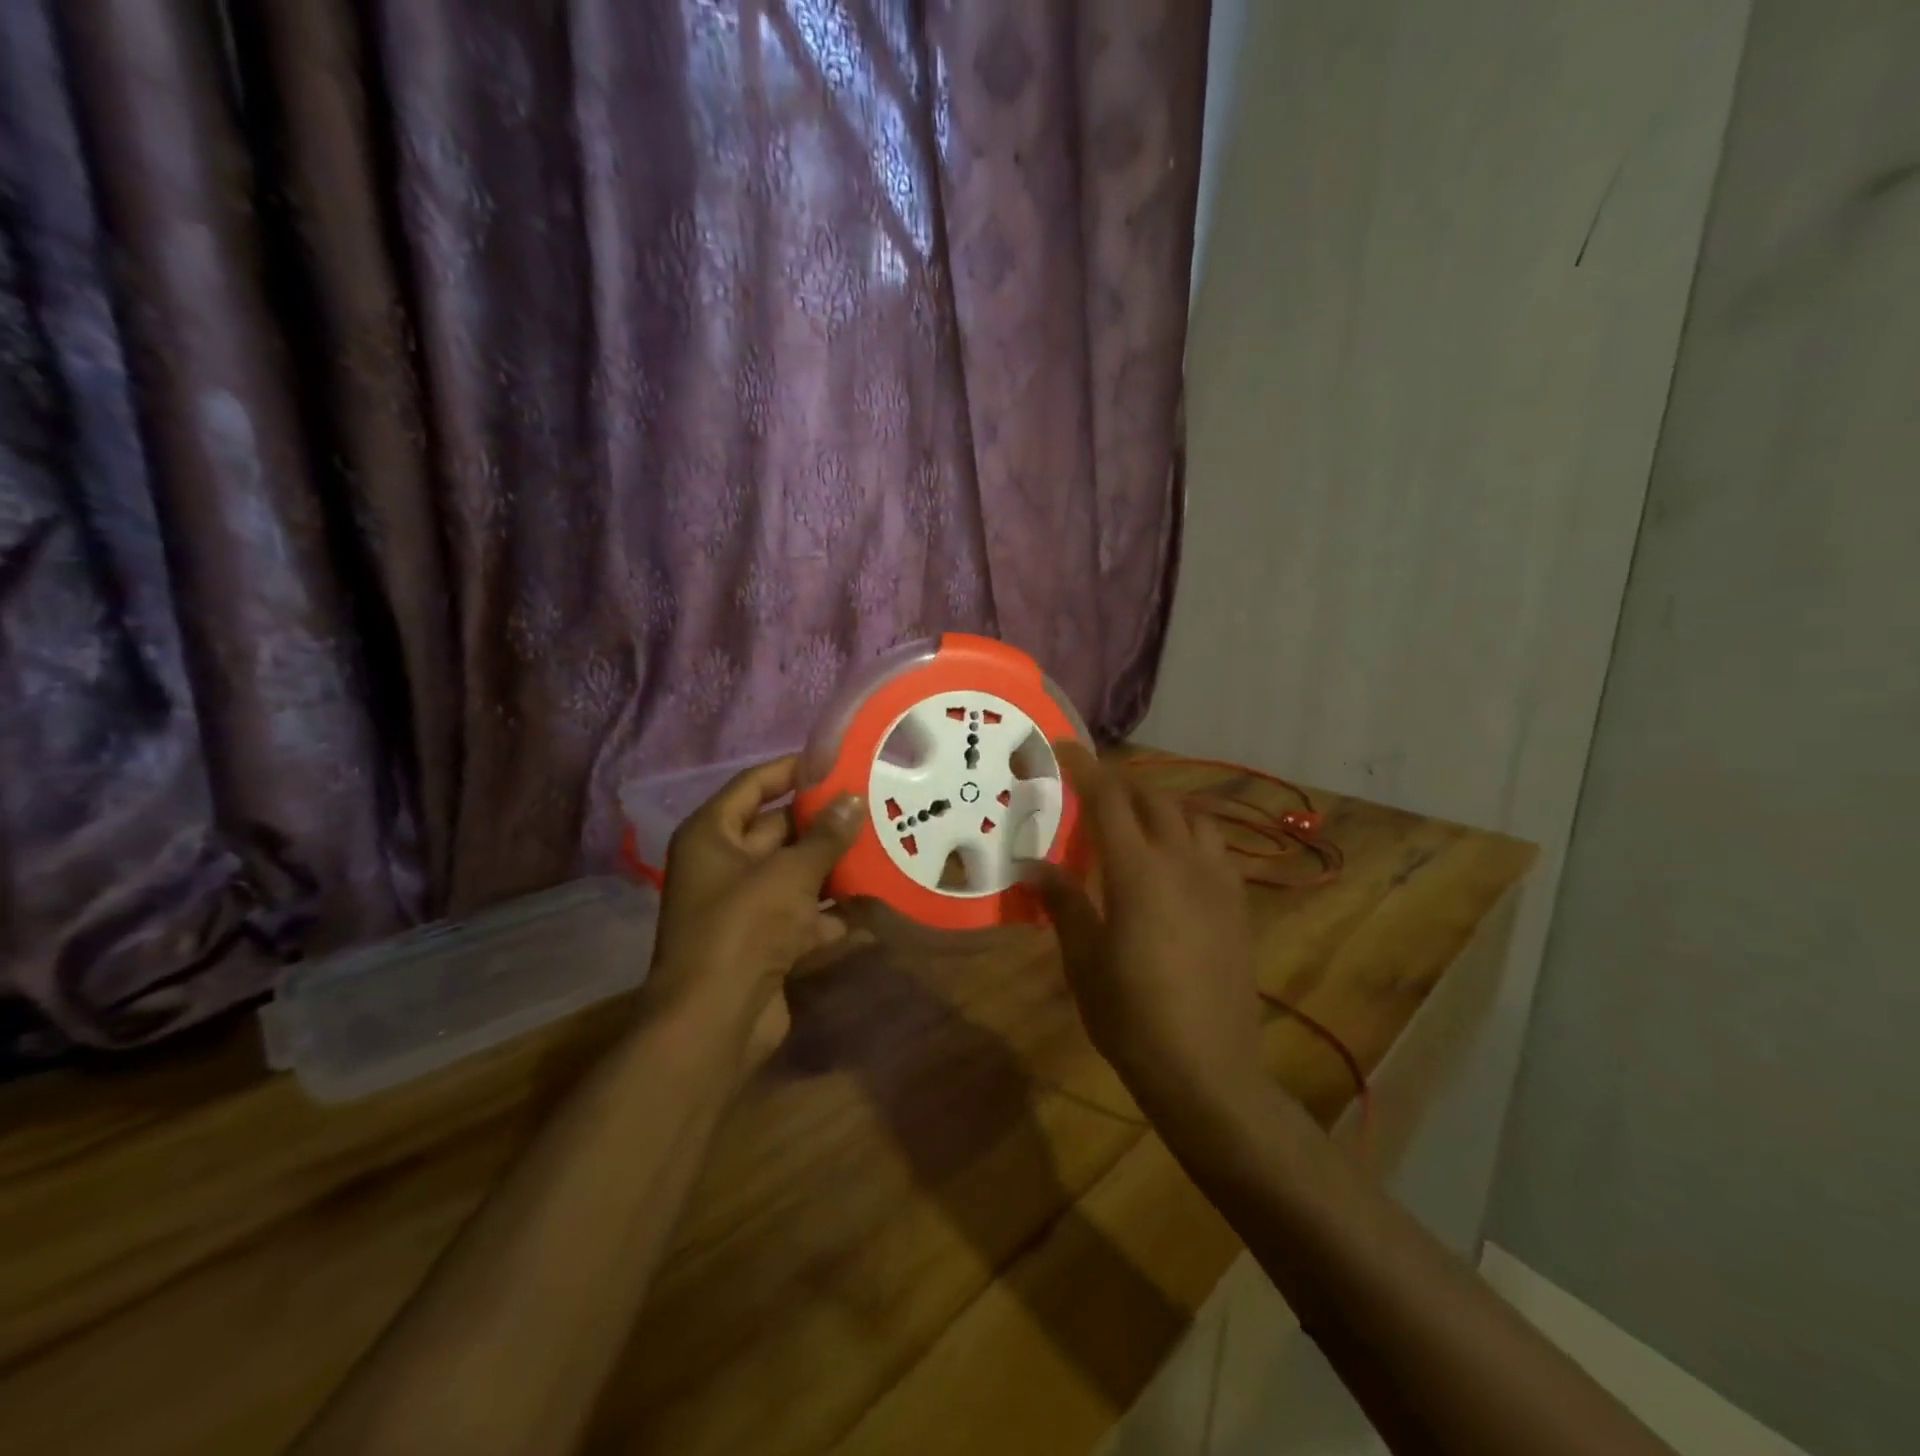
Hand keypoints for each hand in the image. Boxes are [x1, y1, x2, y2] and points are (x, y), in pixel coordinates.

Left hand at [645, 756, 862, 1073]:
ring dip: (834, 867)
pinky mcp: (763, 942)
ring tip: (884, 845)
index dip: (793, 770)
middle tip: (874, 805)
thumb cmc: (744, 927)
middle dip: (824, 822)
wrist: (715, 1021)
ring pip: (795, 874)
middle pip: (779, 830)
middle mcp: (723, 865)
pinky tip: (875, 902)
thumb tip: (854, 798)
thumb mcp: (790, 873)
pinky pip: (803, 915)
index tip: (837, 762)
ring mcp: (743, 906)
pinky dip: (833, 911)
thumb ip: (825, 835)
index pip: (754, 785)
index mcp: (712, 835)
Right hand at [1026, 743, 1264, 1118]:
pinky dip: (1188, 835)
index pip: (1109, 799)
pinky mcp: (1238, 905)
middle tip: (1091, 791)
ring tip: (1135, 822)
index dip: (1084, 767)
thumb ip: (1063, 902)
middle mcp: (1183, 862)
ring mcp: (1218, 882)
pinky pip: (1215, 848)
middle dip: (1121, 784)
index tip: (1062, 748)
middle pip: (1153, 798)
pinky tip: (1174, 862)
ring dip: (1160, 806)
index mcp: (1138, 871)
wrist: (1208, 1071)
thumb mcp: (1083, 960)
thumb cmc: (1132, 1017)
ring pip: (1192, 817)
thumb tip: (1034, 866)